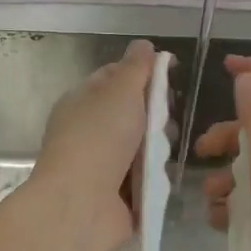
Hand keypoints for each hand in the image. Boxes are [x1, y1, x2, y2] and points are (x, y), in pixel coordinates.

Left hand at [28, 38, 158, 250]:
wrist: (82, 205)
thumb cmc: (99, 138)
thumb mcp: (120, 91)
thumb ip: (136, 67)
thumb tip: (144, 45)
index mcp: (81, 102)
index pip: (113, 78)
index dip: (141, 74)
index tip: (169, 76)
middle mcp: (88, 132)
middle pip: (132, 114)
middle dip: (155, 116)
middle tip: (167, 120)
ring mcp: (101, 166)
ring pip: (141, 148)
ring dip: (158, 148)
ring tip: (165, 151)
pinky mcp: (116, 196)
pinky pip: (144, 178)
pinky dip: (155, 178)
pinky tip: (164, 176)